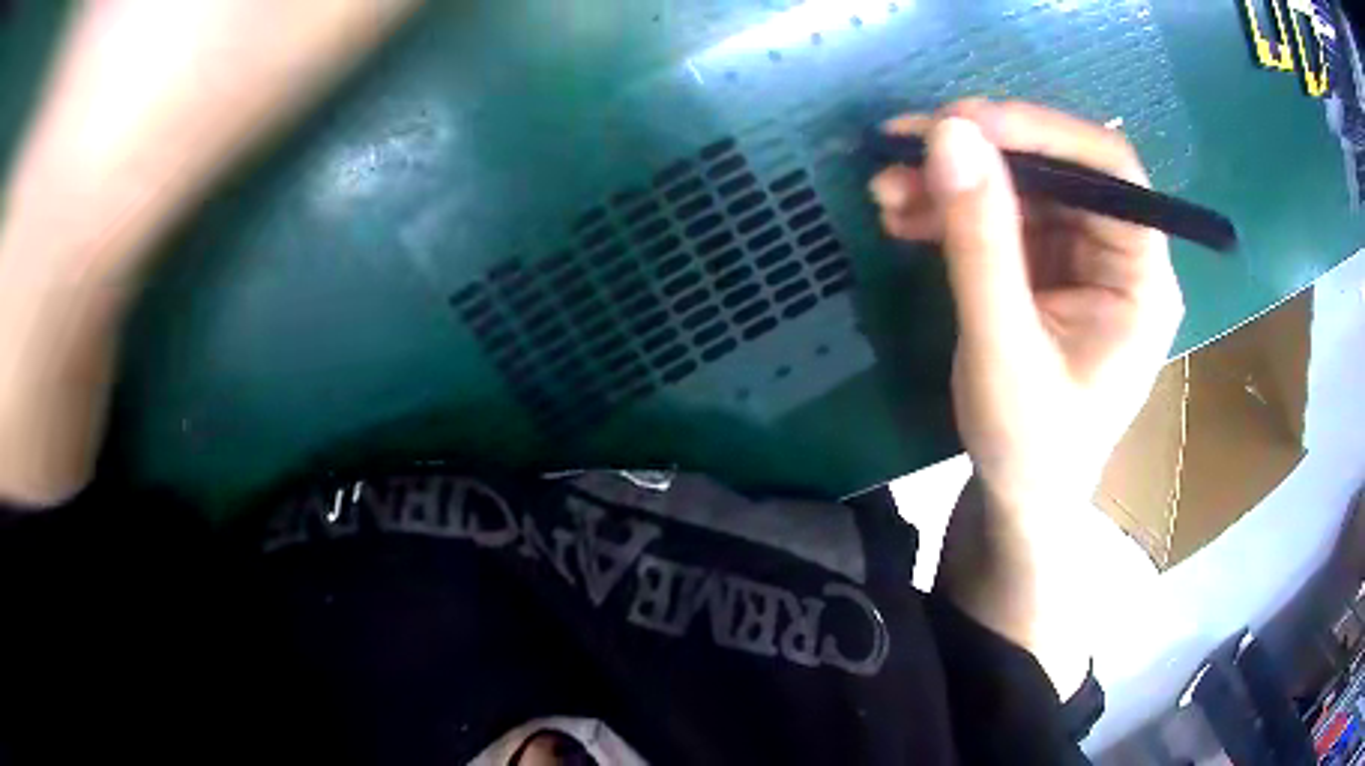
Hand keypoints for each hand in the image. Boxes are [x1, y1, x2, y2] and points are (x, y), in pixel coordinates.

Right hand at [871, 100, 1183, 514]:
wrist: (1019, 499)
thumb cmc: (1030, 448)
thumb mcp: (1003, 350)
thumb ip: (980, 243)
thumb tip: (948, 133)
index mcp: (1142, 279)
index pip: (1110, 171)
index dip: (1040, 131)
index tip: (960, 121)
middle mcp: (1119, 255)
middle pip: (1058, 168)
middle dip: (978, 152)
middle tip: (900, 147)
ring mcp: (1082, 257)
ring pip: (1020, 185)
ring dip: (952, 179)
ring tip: (885, 190)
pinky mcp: (1046, 266)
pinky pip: (1000, 214)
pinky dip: (949, 207)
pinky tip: (904, 215)